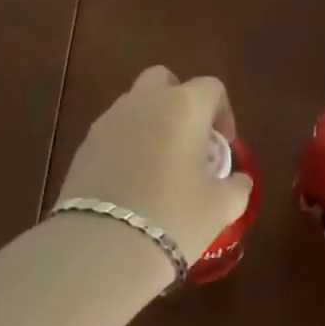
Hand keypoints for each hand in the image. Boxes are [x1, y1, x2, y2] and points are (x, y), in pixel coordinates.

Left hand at [56, 67, 254, 265]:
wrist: (103, 245)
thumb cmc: (174, 217)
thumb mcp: (220, 208)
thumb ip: (236, 187)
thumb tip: (239, 180)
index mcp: (184, 105)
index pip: (211, 87)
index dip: (222, 113)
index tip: (222, 147)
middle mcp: (145, 100)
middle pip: (164, 80)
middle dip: (179, 101)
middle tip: (188, 141)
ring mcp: (110, 118)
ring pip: (135, 103)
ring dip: (150, 121)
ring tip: (158, 165)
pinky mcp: (85, 142)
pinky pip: (113, 130)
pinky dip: (125, 143)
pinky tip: (130, 182)